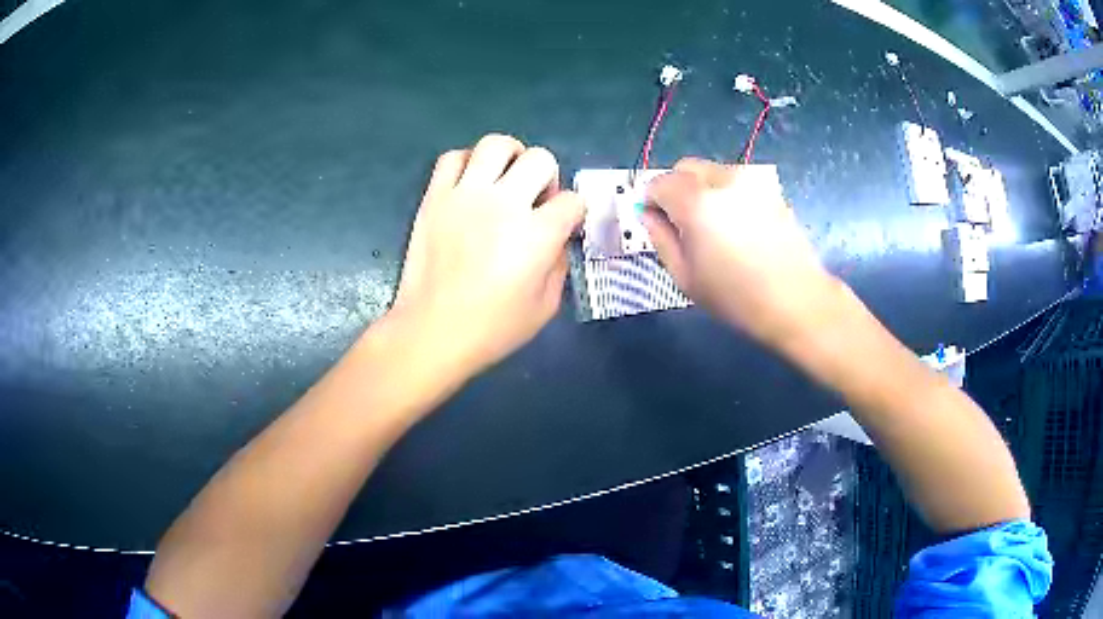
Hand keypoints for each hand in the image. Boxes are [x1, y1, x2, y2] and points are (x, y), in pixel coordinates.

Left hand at [390, 134, 583, 379]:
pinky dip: (467, 162)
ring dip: (510, 157)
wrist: (432, 332)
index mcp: (538, 233)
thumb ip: (559, 265)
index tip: (564, 227)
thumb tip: (556, 240)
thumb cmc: (493, 329)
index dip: (574, 214)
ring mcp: (466, 195)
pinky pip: (452, 158)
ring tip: (505, 179)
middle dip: (548, 177)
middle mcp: (505, 203)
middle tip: (535, 201)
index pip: (572, 201)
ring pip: (496, 144)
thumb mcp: (546, 307)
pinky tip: (471, 184)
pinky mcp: (435, 197)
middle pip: (540, 159)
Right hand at [641, 157, 841, 347]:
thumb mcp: (685, 276)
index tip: (655, 220)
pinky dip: (727, 194)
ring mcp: (751, 180)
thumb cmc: (736, 297)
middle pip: (685, 167)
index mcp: (696, 202)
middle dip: (675, 188)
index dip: (651, 200)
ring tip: (714, 225)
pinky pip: (736, 181)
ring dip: (702, 189)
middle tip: (682, 221)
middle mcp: (723, 179)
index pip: (659, 182)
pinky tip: (738, 226)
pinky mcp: (770, 188)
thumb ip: (660, 238)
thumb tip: (648, 214)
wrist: (796, 300)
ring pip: (712, 171)